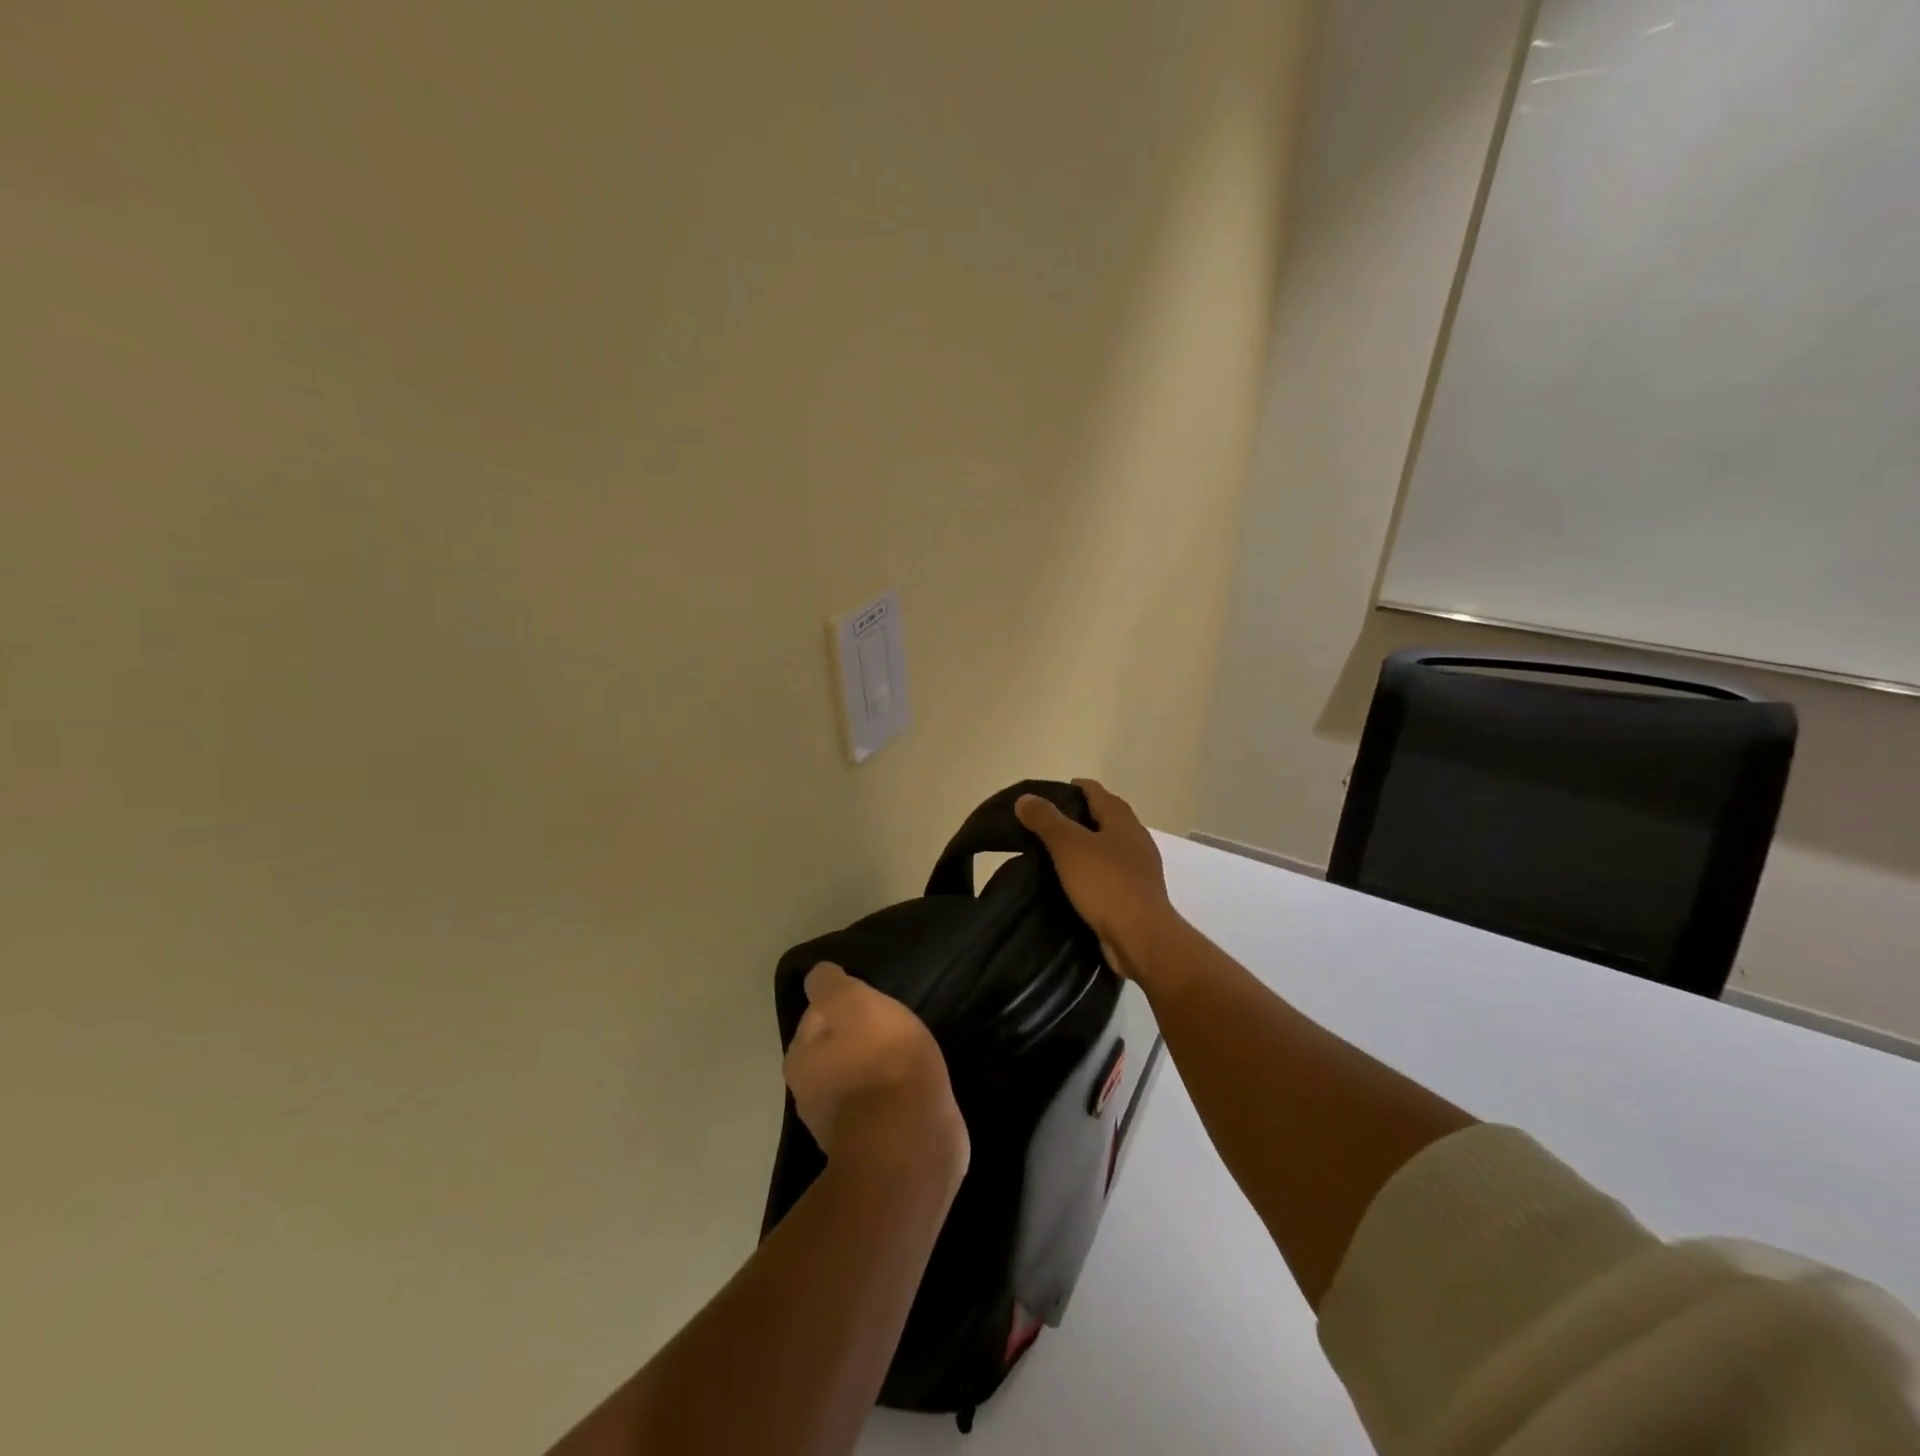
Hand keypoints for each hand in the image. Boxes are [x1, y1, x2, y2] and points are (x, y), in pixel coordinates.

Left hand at [785, 963, 968, 1187]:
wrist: (911, 1139)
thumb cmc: (879, 1060)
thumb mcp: (850, 1001)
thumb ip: (829, 984)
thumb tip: (820, 975)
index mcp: (800, 1060)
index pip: (815, 1017)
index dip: (840, 1005)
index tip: (868, 1000)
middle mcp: (811, 1095)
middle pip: (833, 1052)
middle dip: (856, 1040)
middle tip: (891, 1026)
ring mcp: (843, 1128)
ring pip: (858, 1082)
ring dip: (876, 1070)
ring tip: (908, 1056)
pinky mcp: (878, 1148)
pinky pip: (884, 1108)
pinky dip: (895, 1097)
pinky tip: (918, 1087)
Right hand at [1015, 778, 1180, 980]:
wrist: (1141, 937)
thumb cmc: (1106, 884)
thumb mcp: (1069, 846)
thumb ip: (1046, 820)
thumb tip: (1026, 798)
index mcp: (1123, 822)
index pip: (1100, 794)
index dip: (1079, 787)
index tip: (1057, 789)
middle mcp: (1136, 841)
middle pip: (1109, 818)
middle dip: (1084, 814)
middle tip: (1052, 819)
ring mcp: (1140, 870)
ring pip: (1111, 847)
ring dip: (1089, 844)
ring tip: (1059, 850)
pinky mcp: (1137, 896)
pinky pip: (1111, 873)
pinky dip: (1094, 870)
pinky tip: (1076, 880)